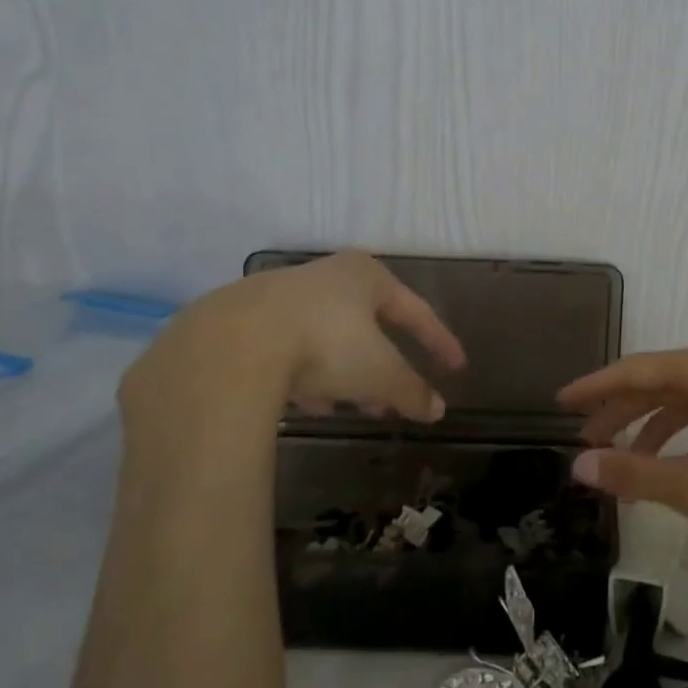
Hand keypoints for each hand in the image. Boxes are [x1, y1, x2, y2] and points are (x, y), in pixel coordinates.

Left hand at [118, 252, 464, 439]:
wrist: (230, 345)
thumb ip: (411, 390)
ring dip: (343, 375)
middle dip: (383, 366)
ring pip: (325, 340)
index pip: (415, 310)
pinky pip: (288, 350)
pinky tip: (306, 404)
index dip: (438, 342)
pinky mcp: (242, 322)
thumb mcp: (378, 373)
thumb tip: (437, 410)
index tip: (456, 368)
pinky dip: (304, 376)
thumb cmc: (324, 344)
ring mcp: (280, 297)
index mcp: (365, 276)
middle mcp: (325, 276)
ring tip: (349, 409)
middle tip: (394, 399)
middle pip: (367, 327)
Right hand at [558, 342, 687, 559]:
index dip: (593, 388)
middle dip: (620, 412)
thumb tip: (579, 465)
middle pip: (659, 381)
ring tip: (625, 464)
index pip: (632, 370)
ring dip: (653, 427)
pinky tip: (679, 465)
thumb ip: (633, 473)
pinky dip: (686, 434)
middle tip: (585, 441)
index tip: (559, 403)